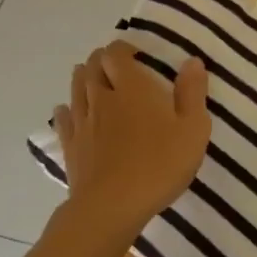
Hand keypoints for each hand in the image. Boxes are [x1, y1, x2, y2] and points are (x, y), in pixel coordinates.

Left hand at [52, 42, 209, 240]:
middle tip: (115, 65)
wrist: (112, 208)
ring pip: (76, 89)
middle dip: (101, 60)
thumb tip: (192, 61)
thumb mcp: (193, 129)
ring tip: (91, 77)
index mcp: (132, 88)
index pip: (116, 54)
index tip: (136, 54)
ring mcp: (82, 123)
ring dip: (83, 78)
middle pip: (92, 67)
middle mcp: (102, 98)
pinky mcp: (70, 147)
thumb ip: (193, 93)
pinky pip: (63, 120)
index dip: (122, 49)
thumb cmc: (159, 164)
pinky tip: (67, 111)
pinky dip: (65, 110)